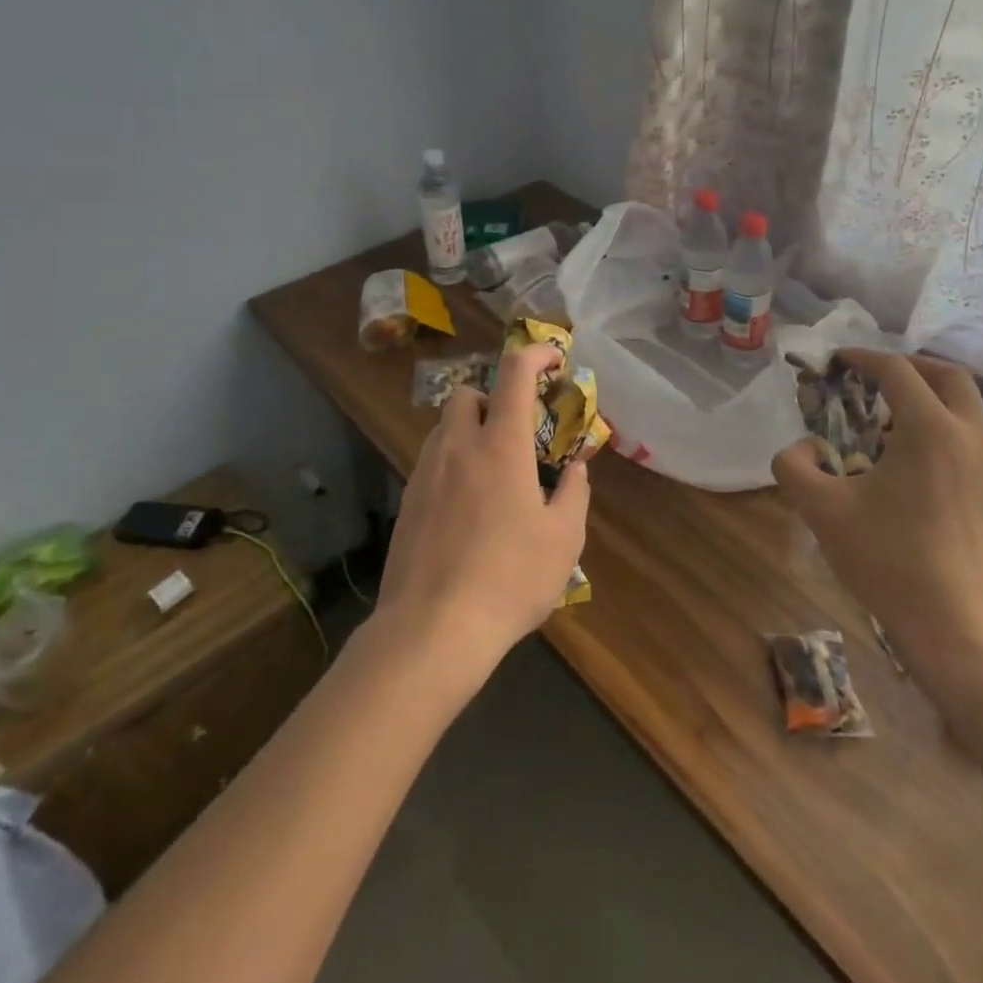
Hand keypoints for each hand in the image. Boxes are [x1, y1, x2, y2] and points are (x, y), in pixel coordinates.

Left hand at [377, 342, 590, 678]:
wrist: (432, 628)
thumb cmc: (510, 578)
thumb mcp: (563, 539)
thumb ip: (575, 493)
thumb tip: (576, 469)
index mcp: (501, 445)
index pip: (514, 373)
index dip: (536, 354)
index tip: (554, 359)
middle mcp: (458, 447)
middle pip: (466, 393)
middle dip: (492, 397)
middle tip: (516, 431)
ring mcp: (425, 473)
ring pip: (444, 428)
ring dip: (470, 431)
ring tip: (493, 473)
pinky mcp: (406, 502)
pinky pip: (431, 463)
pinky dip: (453, 465)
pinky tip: (468, 508)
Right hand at [772, 351, 982, 695]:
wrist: (961, 631)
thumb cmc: (890, 561)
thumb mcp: (821, 510)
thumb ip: (794, 466)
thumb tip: (805, 449)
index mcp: (931, 429)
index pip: (897, 370)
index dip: (863, 358)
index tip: (837, 361)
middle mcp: (972, 436)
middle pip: (949, 376)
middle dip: (909, 366)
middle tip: (875, 376)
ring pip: (968, 409)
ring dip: (931, 399)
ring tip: (893, 422)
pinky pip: (976, 443)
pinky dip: (947, 432)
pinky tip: (921, 466)